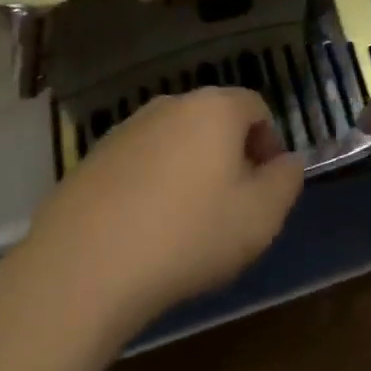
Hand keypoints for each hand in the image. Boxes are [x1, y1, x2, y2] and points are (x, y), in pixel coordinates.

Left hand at [16, 88, 303, 334]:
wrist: (83, 265)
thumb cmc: (187, 235)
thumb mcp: (260, 218)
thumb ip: (286, 182)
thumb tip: (287, 162)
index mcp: (215, 108)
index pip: (256, 106)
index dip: (269, 142)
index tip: (266, 186)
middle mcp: (171, 104)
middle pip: (214, 119)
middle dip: (230, 154)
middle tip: (231, 205)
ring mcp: (128, 127)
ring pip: (175, 140)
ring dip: (189, 168)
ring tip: (186, 222)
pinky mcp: (94, 156)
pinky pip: (140, 161)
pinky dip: (151, 183)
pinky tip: (144, 228)